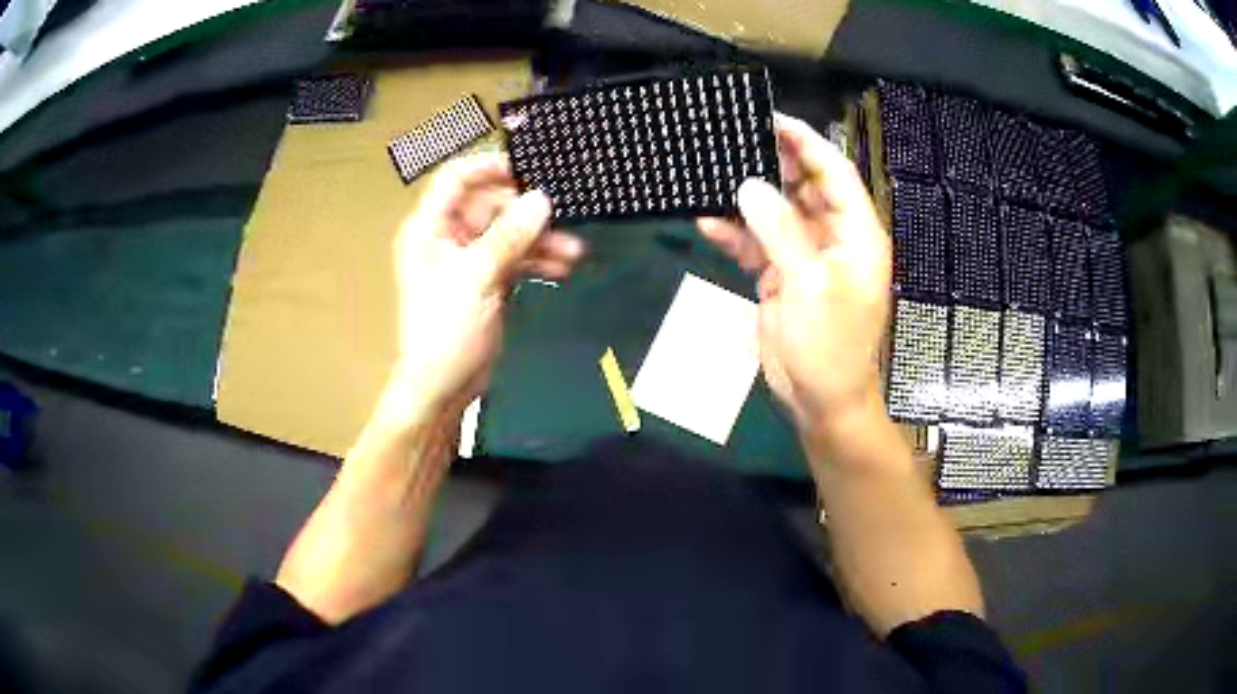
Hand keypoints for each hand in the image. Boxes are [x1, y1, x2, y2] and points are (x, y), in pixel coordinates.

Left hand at [390, 152, 583, 415]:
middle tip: (560, 215)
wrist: (443, 385)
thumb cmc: (446, 329)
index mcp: (430, 228)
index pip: (456, 179)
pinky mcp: (486, 279)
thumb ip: (510, 236)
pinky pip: (514, 257)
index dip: (489, 168)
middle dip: (526, 211)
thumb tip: (541, 199)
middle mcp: (447, 236)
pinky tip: (562, 267)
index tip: (528, 170)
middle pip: (490, 205)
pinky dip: (536, 260)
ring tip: (573, 250)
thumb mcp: (477, 278)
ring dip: (539, 239)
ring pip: (508, 233)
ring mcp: (468, 259)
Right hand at [697, 115, 890, 438]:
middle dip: (773, 164)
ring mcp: (805, 256)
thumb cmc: (829, 345)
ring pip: (777, 212)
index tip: (772, 120)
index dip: (807, 143)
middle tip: (735, 141)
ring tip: (714, 174)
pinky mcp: (781, 275)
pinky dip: (735, 233)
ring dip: (748, 198)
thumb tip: (749, 186)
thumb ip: (781, 231)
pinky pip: (757, 243)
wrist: (819, 400)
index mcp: (856, 234)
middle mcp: (833, 238)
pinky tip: (708, 221)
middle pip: (804, 187)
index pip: (835, 173)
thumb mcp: (809, 285)